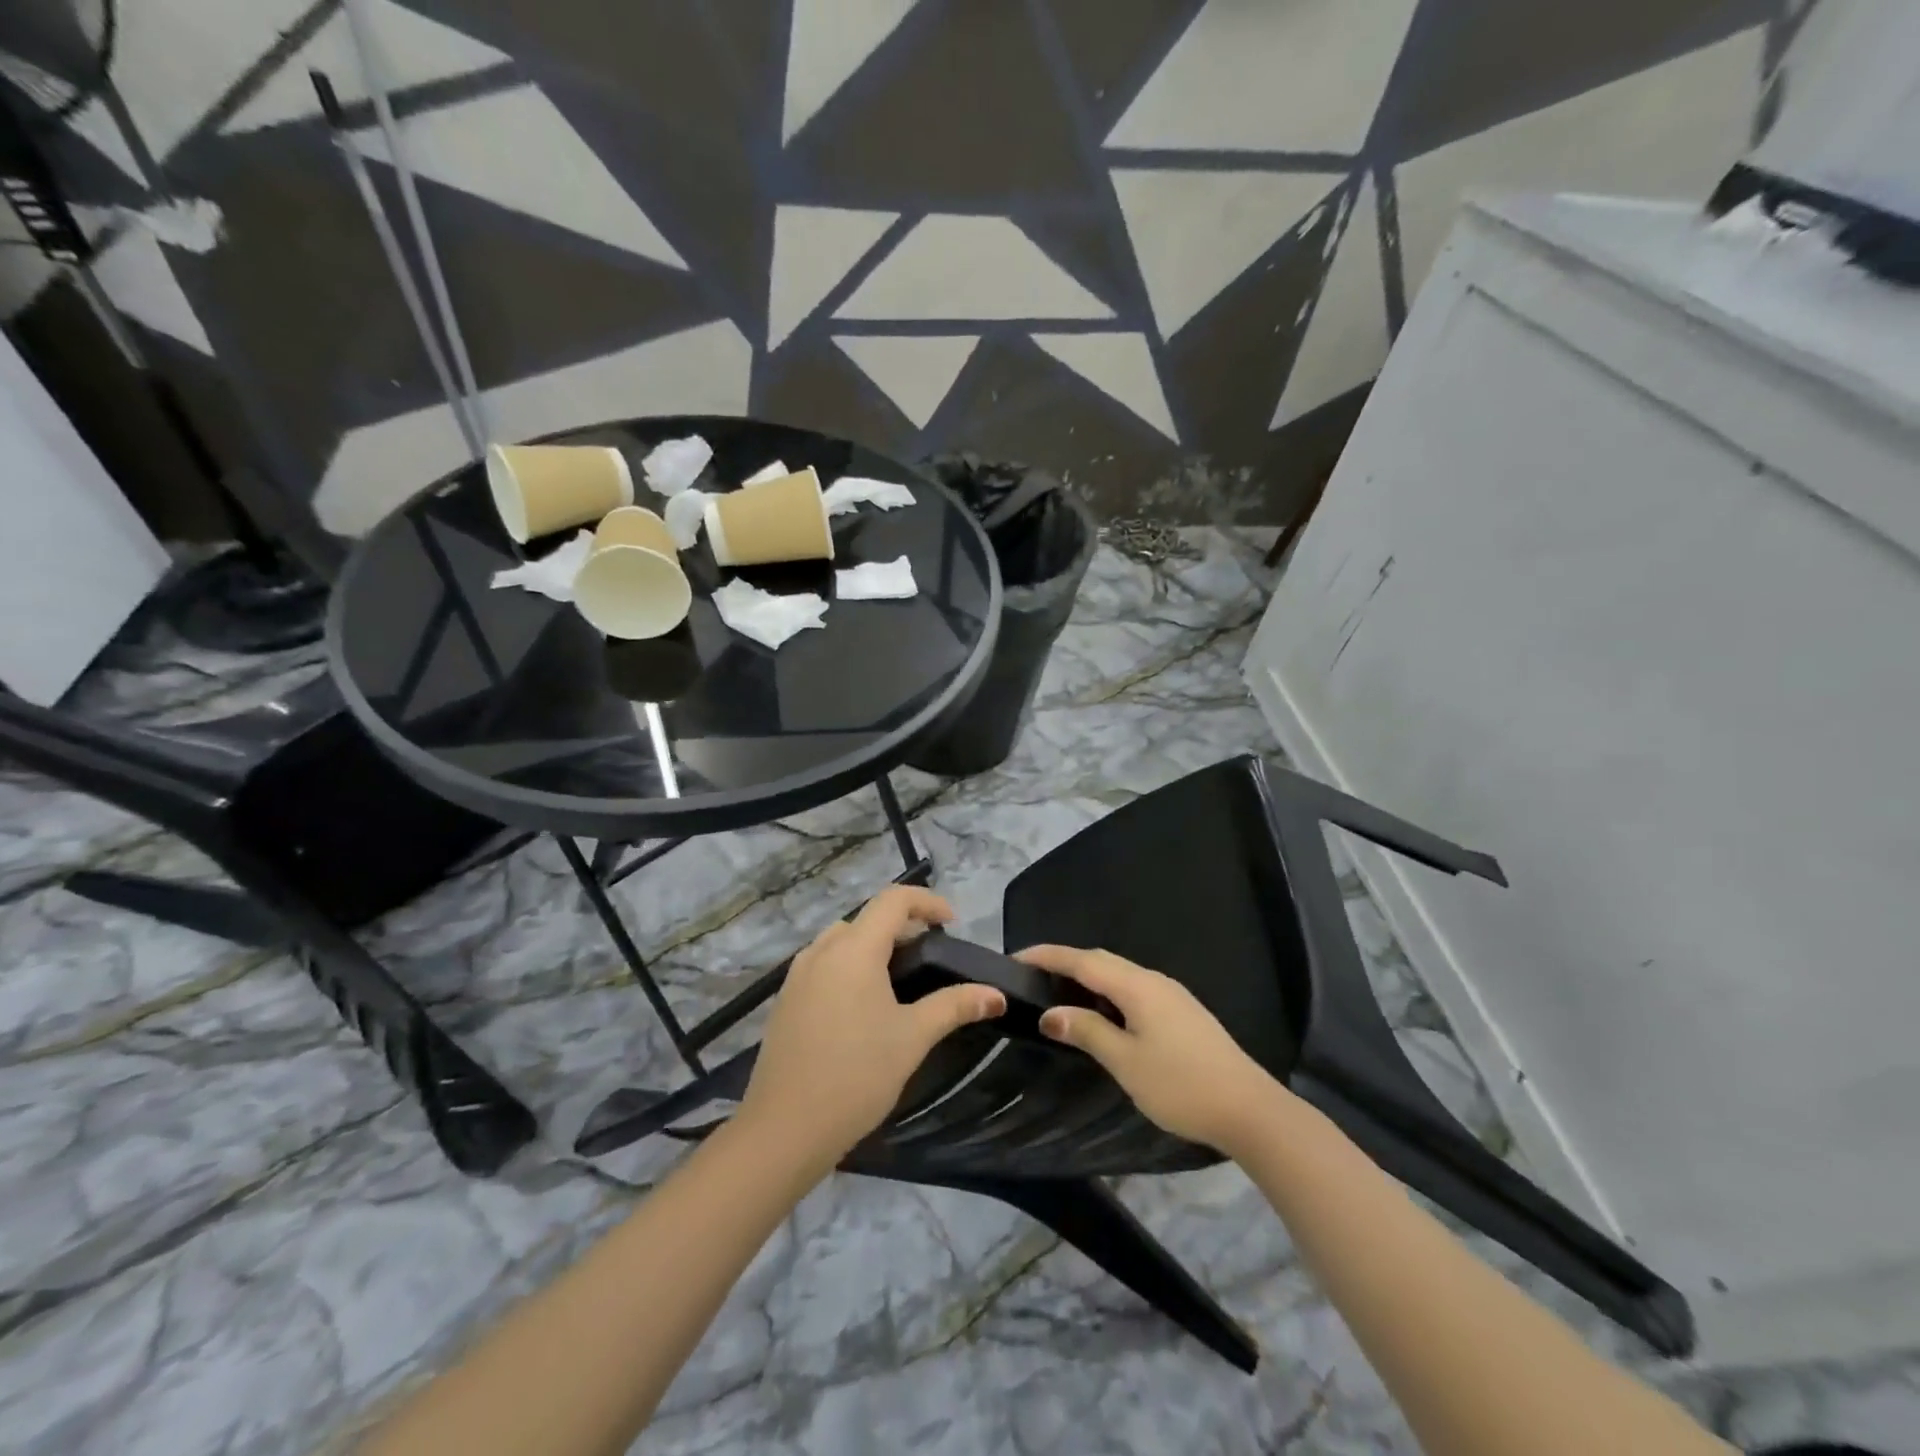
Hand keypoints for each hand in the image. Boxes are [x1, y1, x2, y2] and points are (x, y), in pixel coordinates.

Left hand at [738, 887, 1005, 1167]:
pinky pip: (824, 965)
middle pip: (867, 918)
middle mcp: (821, 951)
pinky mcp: (785, 1000)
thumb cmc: (856, 1075)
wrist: (784, 1129)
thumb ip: (954, 1007)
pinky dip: (850, 966)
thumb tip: (996, 995)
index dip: (927, 902)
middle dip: (902, 927)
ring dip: (874, 946)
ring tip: (901, 980)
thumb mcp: (912, 1038)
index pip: (893, 899)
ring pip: (842, 941)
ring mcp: (797, 975)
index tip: (953, 924)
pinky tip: (863, 1007)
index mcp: (854, 949)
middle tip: (931, 957)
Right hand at [1016, 944, 1286, 1155]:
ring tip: (1058, 994)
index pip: (1082, 960)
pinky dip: (1107, 991)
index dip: (1048, 956)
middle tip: (1031, 977)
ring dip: (1087, 977)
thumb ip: (1087, 1031)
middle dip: (1065, 963)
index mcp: (1137, 986)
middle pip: (1101, 960)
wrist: (1250, 1109)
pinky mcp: (1182, 1012)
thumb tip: (1050, 1014)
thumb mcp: (1125, 1062)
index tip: (1015, 958)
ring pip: (1119, 974)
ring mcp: (1171, 994)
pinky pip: (1133, 988)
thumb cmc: (1181, 1085)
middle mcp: (1153, 980)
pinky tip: (1100, 1013)